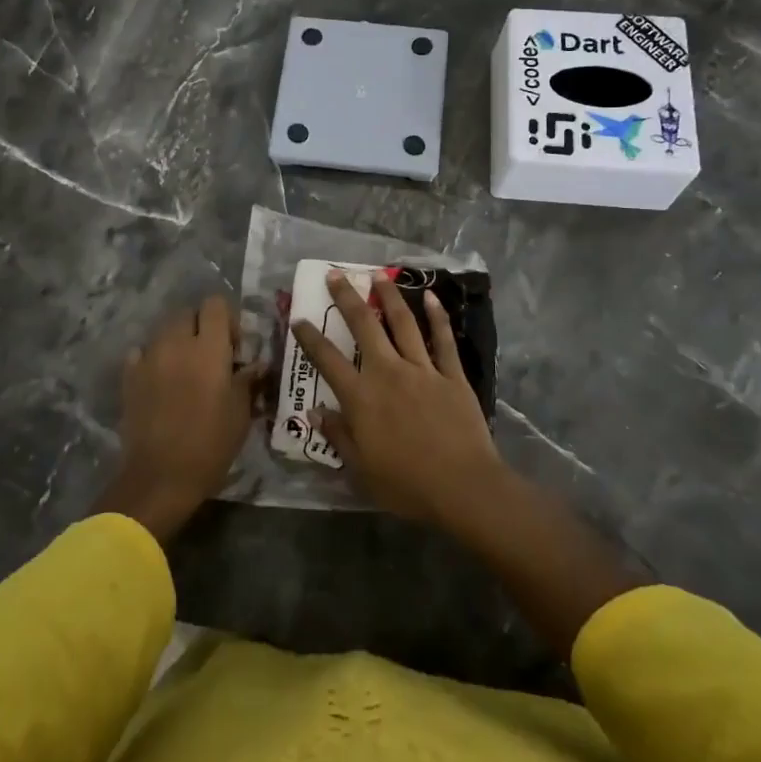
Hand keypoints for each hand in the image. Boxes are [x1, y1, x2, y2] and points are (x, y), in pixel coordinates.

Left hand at [94, 295, 262, 542]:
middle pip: (187, 313)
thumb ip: (247, 381)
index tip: (234, 345)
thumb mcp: (240, 414)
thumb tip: (256, 364)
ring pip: (164, 331)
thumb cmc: (209, 445)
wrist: (159, 477)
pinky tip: (160, 381)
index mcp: (208, 348)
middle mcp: (176, 343)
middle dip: (200, 326)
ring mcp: (148, 358)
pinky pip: (141, 353)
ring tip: (185, 369)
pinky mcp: (129, 376)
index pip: (215, 305)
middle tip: (211, 356)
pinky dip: (153, 359)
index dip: (226, 318)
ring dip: (177, 341)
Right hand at [291, 268, 506, 528]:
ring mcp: (422, 369)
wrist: (462, 487)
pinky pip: (443, 339)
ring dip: (388, 296)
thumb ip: (338, 435)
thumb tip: (314, 412)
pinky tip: (430, 296)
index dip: (310, 338)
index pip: (327, 360)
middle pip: (363, 326)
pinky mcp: (452, 375)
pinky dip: (437, 316)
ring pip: (402, 323)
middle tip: (336, 274)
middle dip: (347, 298)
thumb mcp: (361, 469)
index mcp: (361, 397)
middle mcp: (387, 372)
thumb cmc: (406, 484)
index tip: (298, 319)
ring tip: (378, 275)